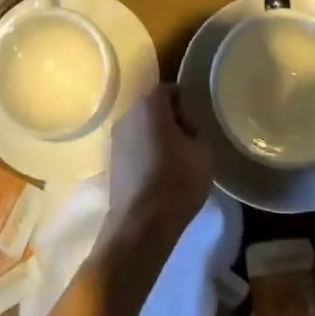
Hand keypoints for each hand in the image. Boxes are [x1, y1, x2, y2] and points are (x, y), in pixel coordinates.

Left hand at [101, 85, 212, 243]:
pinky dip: (147, 153)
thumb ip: (198, 132)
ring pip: (143, 128)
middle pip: (154, 108)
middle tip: (191, 139)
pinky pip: (134, 147)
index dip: (187, 103)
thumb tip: (191, 131)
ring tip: (177, 159)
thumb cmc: (176, 181)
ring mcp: (115, 138)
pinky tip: (161, 173)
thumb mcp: (204, 153)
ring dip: (158, 137)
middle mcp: (127, 114)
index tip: (199, 121)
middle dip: (172, 120)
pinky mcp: (111, 161)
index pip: (170, 90)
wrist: (141, 225)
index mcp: (149, 104)